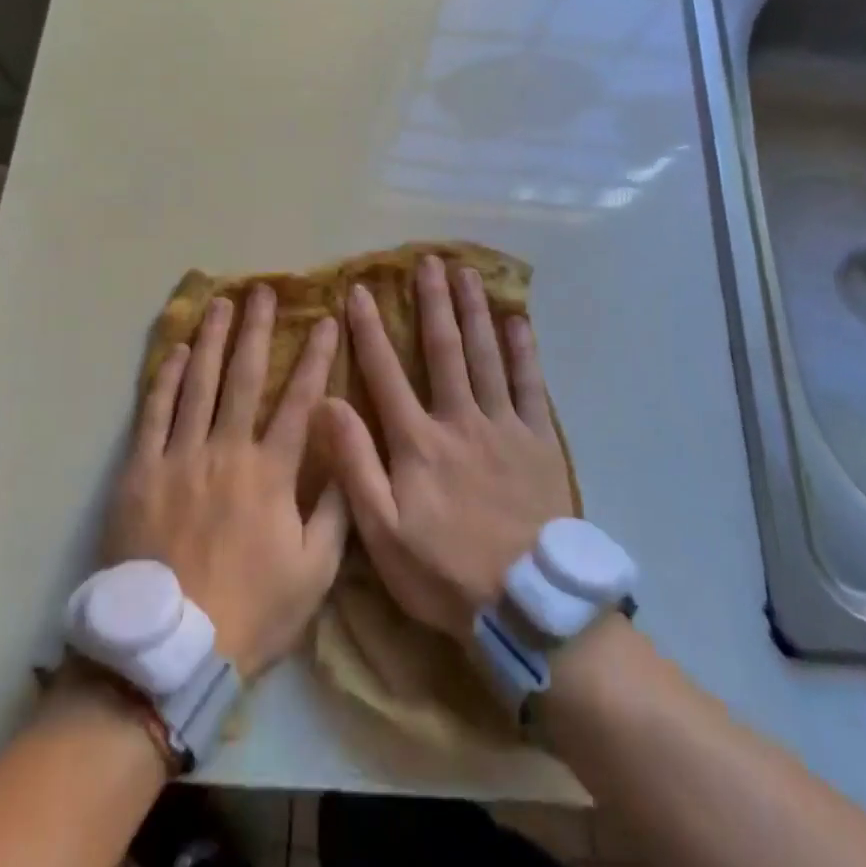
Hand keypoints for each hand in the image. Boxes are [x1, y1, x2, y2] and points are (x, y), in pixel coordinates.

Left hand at [102, 287, 347, 677]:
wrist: (169, 651)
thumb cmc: (250, 612)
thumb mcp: (314, 574)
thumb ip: (336, 512)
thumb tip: (350, 457)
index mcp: (271, 472)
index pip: (300, 399)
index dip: (315, 357)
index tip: (325, 320)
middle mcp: (226, 450)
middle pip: (244, 376)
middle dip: (257, 329)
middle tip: (262, 290)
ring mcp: (179, 456)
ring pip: (198, 383)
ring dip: (211, 339)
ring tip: (220, 303)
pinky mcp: (140, 471)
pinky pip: (153, 413)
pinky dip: (164, 378)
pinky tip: (174, 351)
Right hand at [321, 255, 573, 642]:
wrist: (526, 604)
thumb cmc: (445, 572)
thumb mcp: (382, 532)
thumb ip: (355, 464)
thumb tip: (327, 403)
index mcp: (418, 441)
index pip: (386, 372)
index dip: (369, 329)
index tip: (359, 290)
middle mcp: (460, 419)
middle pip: (444, 349)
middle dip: (433, 302)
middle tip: (428, 261)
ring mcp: (504, 425)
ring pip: (486, 355)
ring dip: (474, 310)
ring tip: (467, 273)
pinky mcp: (539, 440)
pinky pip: (531, 384)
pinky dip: (523, 349)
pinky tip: (517, 320)